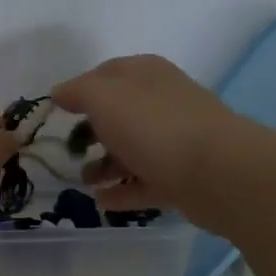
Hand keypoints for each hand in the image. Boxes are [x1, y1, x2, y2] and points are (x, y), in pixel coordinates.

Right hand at [51, 55, 238, 219]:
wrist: (219, 173)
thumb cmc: (154, 126)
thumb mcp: (104, 97)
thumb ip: (77, 92)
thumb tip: (59, 92)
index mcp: (145, 75)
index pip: (106, 74)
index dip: (79, 90)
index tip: (56, 112)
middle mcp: (162, 102)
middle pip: (118, 114)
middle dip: (91, 131)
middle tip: (68, 149)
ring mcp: (175, 141)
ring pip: (131, 150)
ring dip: (104, 165)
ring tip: (83, 181)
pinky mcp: (182, 177)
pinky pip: (144, 182)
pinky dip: (122, 191)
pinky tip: (101, 202)